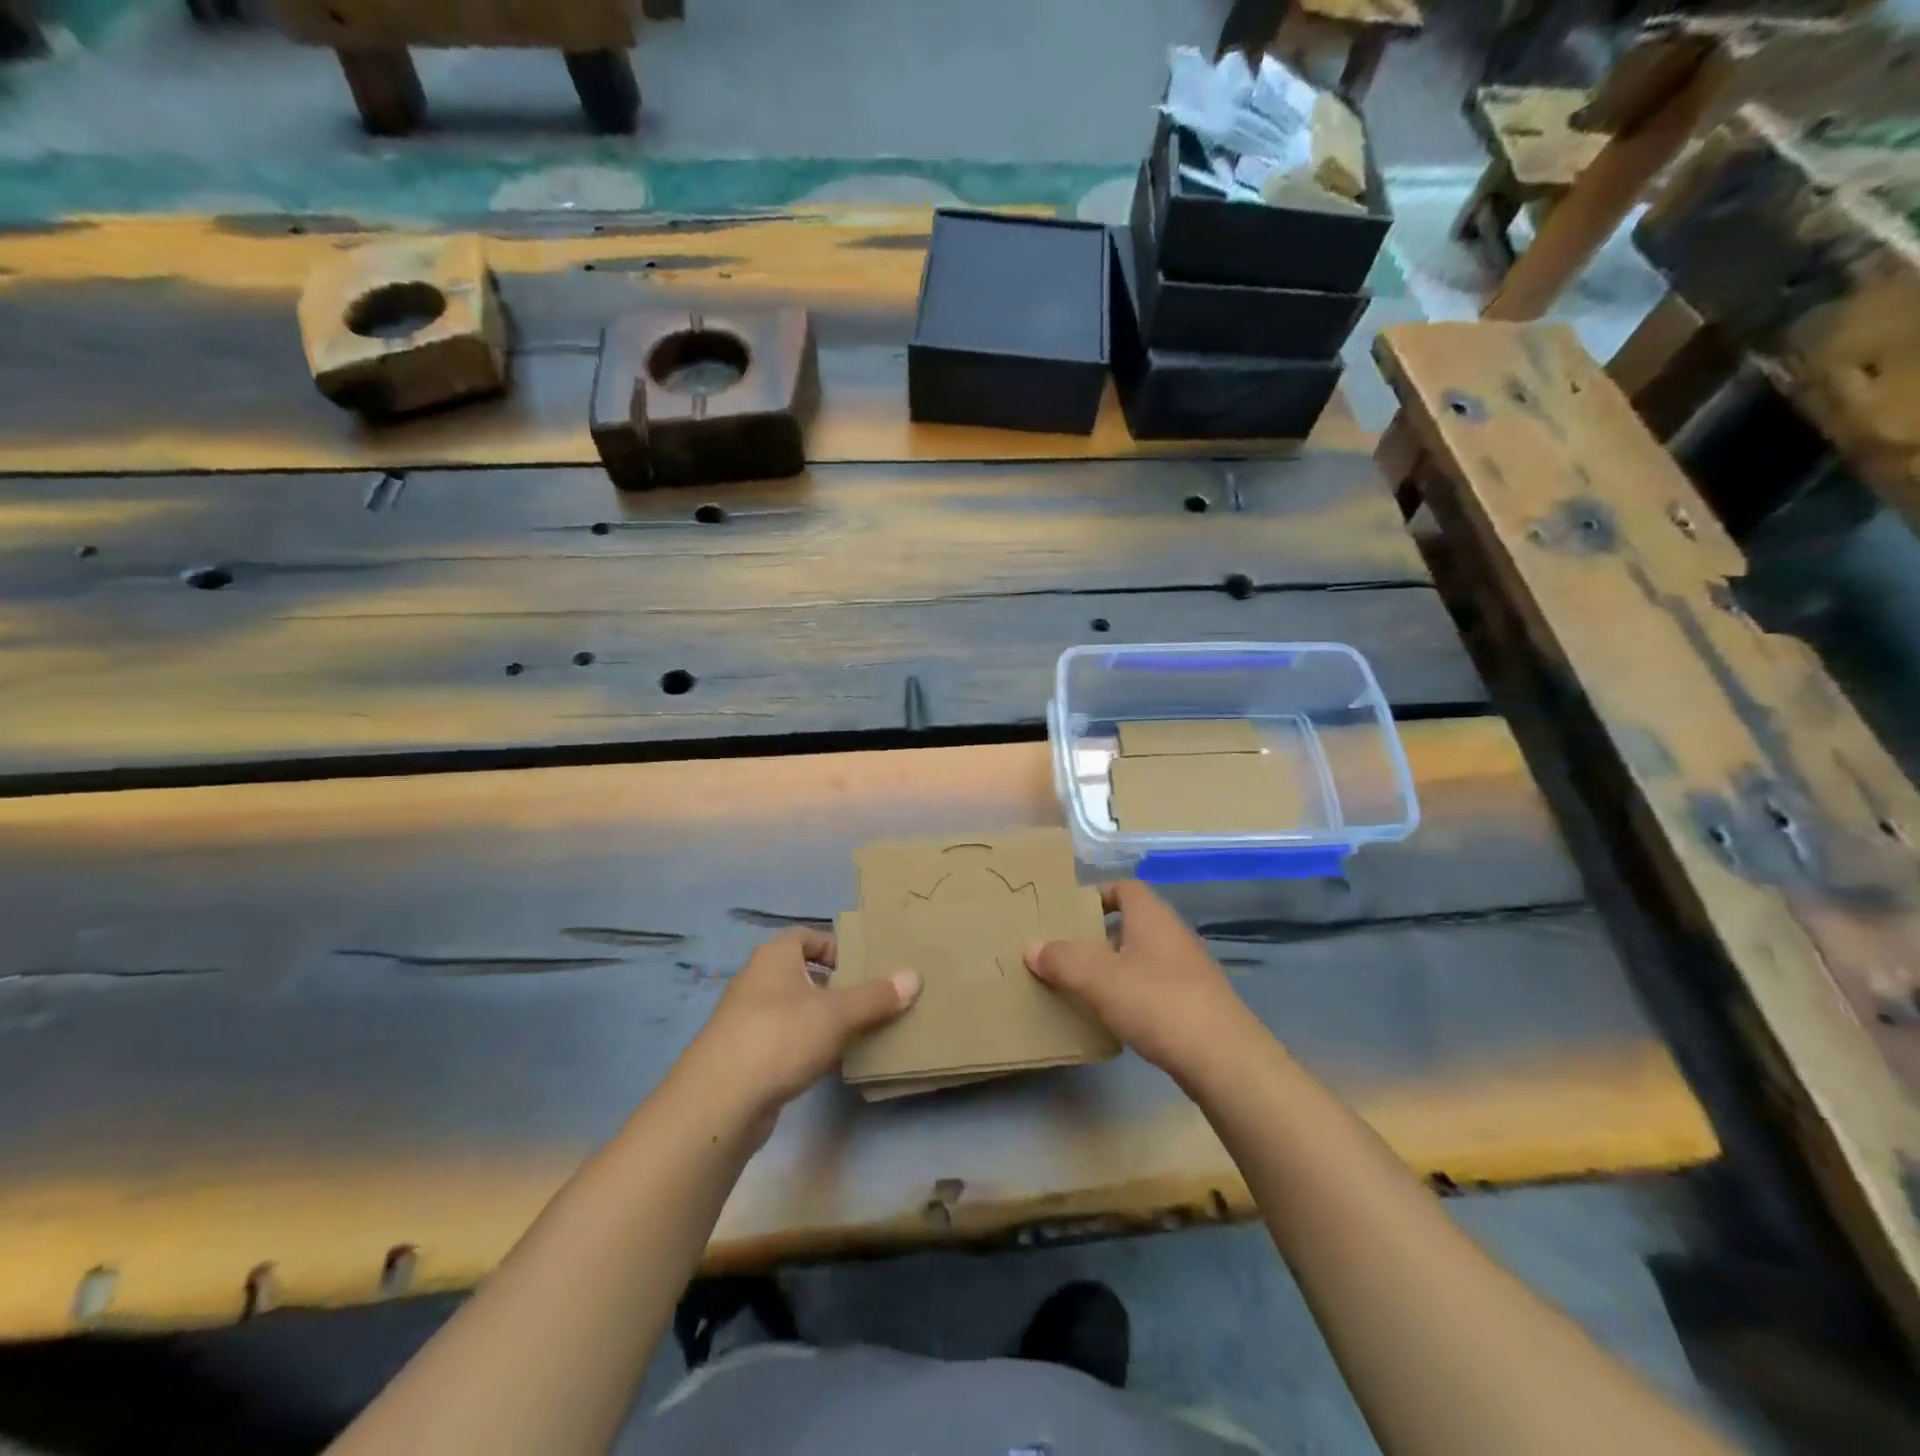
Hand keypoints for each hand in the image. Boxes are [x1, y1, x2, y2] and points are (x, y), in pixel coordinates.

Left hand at [676, 929, 919, 1134]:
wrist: (720, 1101)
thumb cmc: (780, 1037)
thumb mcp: (837, 1014)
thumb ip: (876, 996)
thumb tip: (914, 976)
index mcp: (774, 956)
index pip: (807, 936)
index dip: (835, 946)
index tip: (864, 965)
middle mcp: (757, 981)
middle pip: (803, 973)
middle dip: (836, 985)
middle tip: (871, 999)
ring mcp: (748, 1020)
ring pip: (796, 1010)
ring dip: (824, 1019)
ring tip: (860, 1032)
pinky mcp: (746, 1056)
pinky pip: (786, 1041)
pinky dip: (808, 1047)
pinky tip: (831, 1064)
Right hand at [1024, 880, 1254, 1078]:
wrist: (1223, 1058)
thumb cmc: (1157, 1002)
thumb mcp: (1097, 979)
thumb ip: (1061, 959)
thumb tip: (1031, 946)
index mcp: (1151, 917)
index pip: (1124, 887)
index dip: (1097, 894)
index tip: (1069, 913)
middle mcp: (1173, 935)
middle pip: (1132, 923)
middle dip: (1100, 935)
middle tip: (1067, 953)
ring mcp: (1190, 970)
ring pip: (1144, 957)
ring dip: (1117, 967)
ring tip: (1085, 987)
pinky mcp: (1197, 1004)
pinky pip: (1157, 987)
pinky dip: (1135, 994)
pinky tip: (1118, 1017)